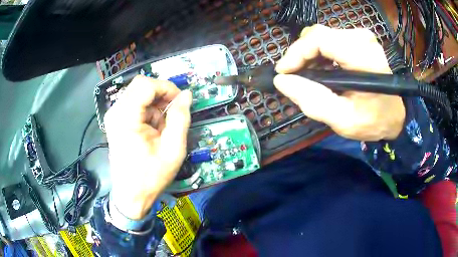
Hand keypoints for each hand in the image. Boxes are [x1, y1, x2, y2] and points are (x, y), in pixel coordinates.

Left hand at [104, 76, 191, 218]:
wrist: (131, 195)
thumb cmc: (151, 176)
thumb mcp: (173, 149)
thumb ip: (181, 118)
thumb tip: (186, 95)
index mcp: (126, 118)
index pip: (146, 84)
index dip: (166, 88)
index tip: (179, 102)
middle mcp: (116, 112)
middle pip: (141, 85)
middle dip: (161, 95)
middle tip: (173, 113)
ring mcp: (114, 115)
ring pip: (139, 93)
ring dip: (155, 104)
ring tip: (163, 126)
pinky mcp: (116, 120)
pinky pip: (135, 104)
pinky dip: (148, 111)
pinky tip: (153, 128)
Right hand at [274, 24, 404, 140]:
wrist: (395, 115)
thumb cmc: (374, 120)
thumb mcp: (343, 120)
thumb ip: (313, 101)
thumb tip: (282, 81)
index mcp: (363, 56)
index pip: (319, 39)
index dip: (296, 53)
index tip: (283, 73)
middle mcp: (362, 38)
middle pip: (317, 35)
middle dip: (300, 55)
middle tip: (295, 77)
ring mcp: (361, 36)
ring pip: (321, 36)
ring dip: (309, 55)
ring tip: (307, 76)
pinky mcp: (359, 40)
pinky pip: (330, 39)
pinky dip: (319, 54)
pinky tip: (320, 70)